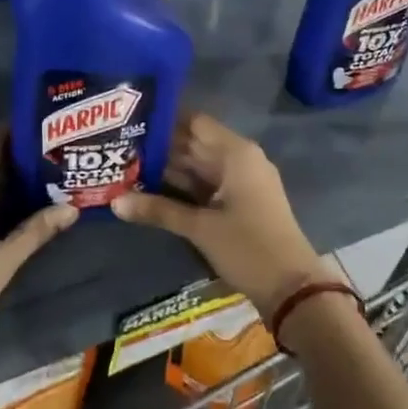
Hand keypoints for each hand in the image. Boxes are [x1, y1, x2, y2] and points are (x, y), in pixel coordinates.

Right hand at [113, 113, 335, 316]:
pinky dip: (182, 186)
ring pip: (198, 165)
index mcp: (235, 153)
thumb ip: (157, 210)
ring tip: (126, 163)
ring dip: (168, 167)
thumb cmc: (248, 248)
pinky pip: (206, 184)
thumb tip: (114, 202)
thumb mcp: (200, 228)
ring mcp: (241, 181)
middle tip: (120, 144)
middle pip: (194, 143)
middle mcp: (239, 159)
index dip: (163, 120)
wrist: (292, 289)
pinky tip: (151, 188)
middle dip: (159, 146)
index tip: (130, 119)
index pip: (193, 122)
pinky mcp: (240, 202)